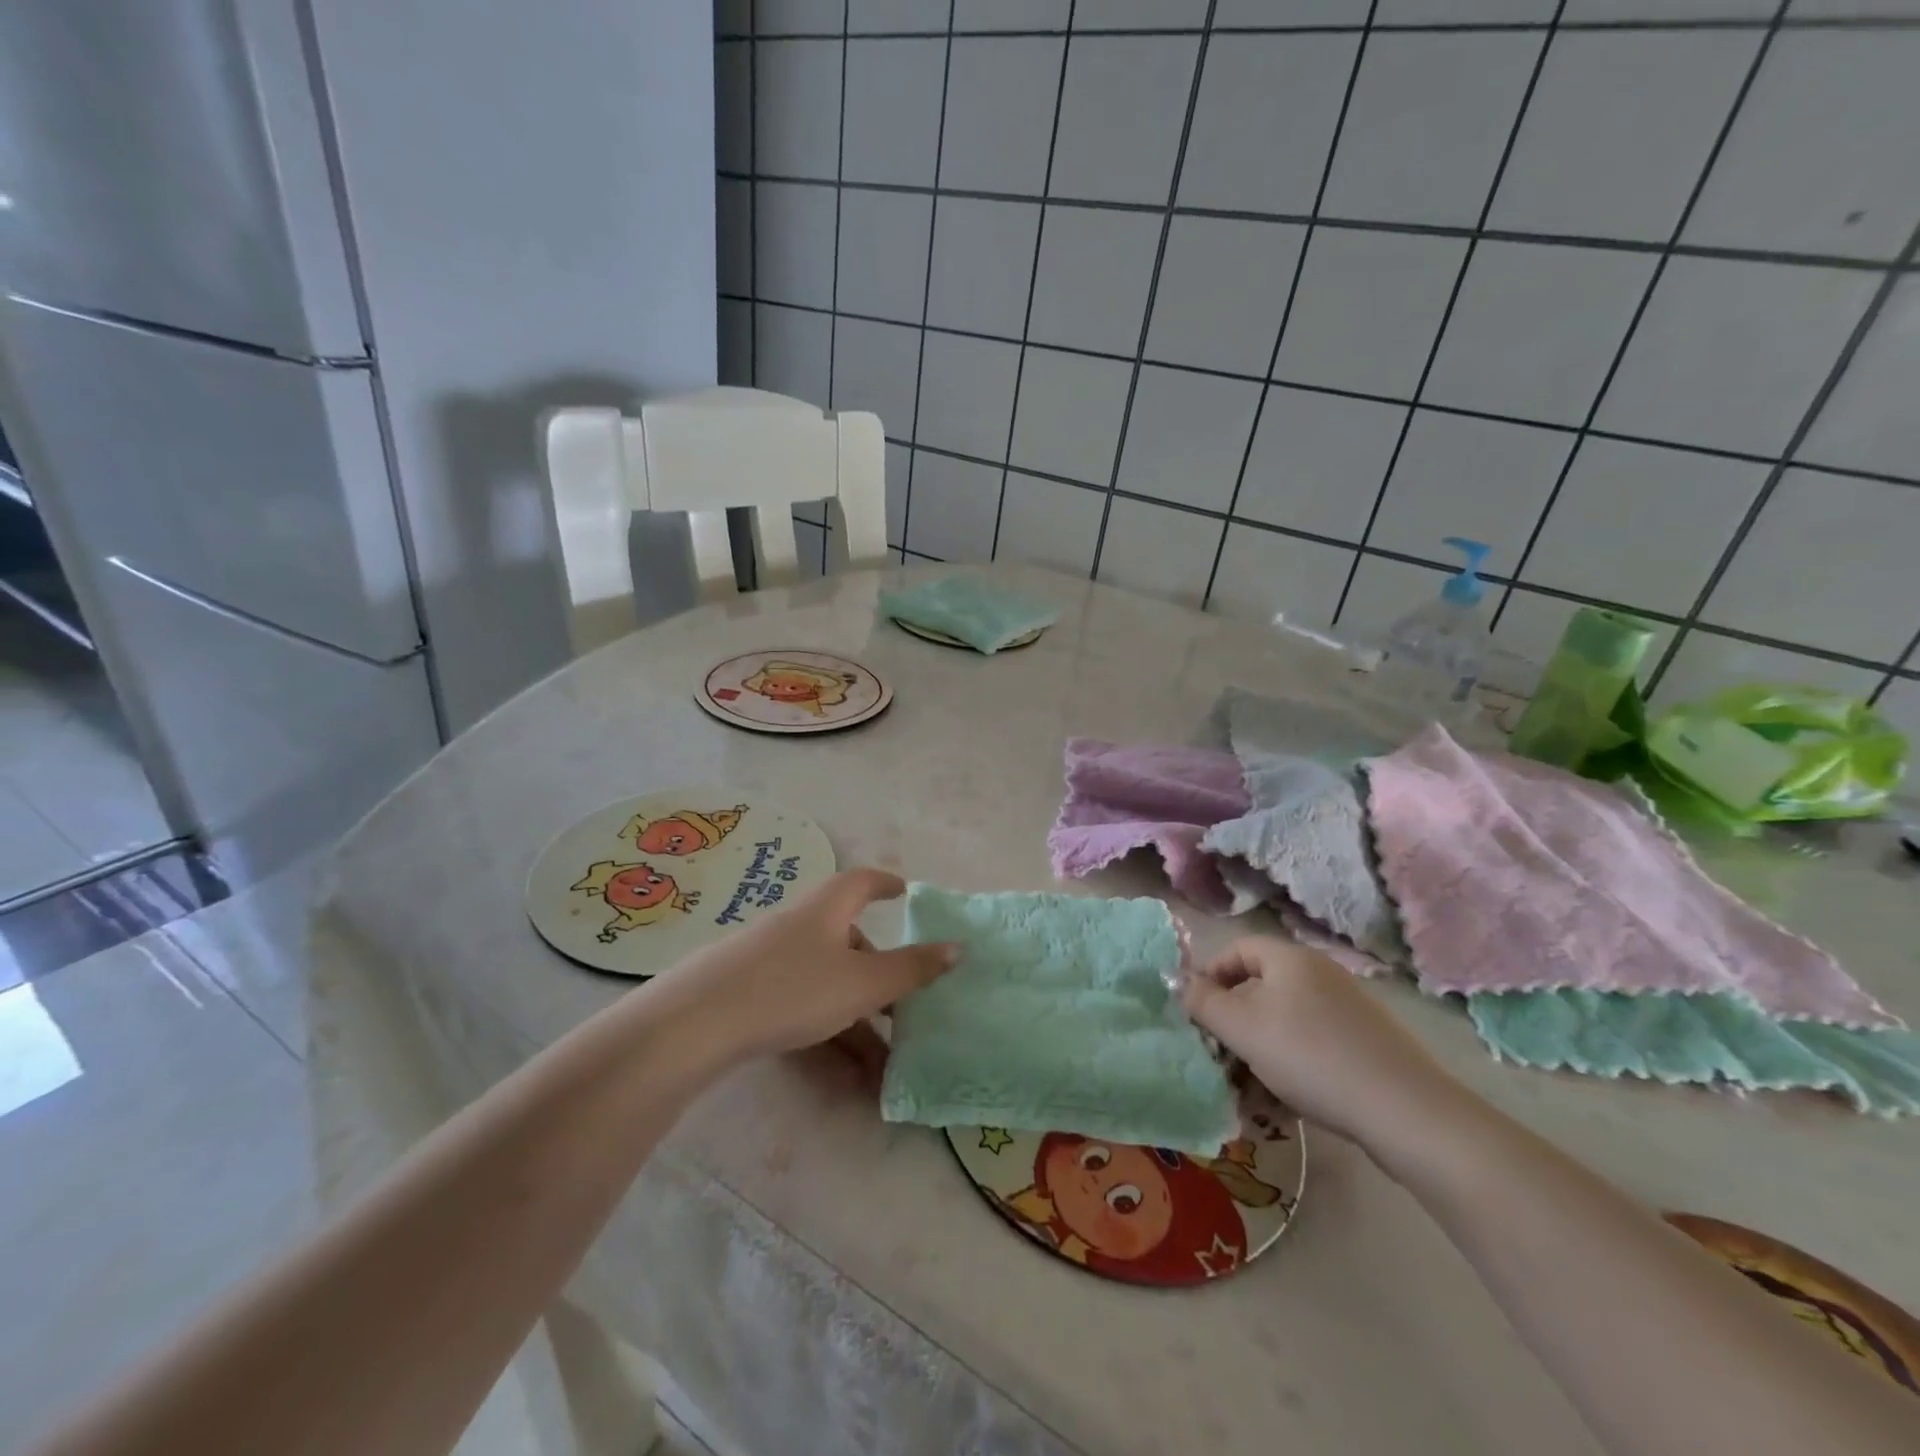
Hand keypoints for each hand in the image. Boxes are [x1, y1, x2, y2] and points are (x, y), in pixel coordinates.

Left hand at [651, 868, 958, 1064]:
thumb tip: (957, 948)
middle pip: (847, 937)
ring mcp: (770, 958)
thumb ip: (911, 969)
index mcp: (828, 909)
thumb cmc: (793, 988)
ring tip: (882, 1062)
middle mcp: (800, 925)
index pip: (863, 882)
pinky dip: (827, 1030)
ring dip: (856, 1015)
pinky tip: (841, 1072)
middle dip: (877, 969)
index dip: (886, 883)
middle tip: (903, 1001)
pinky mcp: (748, 991)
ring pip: (826, 980)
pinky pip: (801, 1004)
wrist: (698, 1022)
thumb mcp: (862, 983)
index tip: (904, 890)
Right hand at [1180, 936, 1464, 1148]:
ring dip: (1258, 1053)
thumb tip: (1179, 982)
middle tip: (1218, 1059)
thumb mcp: (1242, 1028)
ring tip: (1246, 1093)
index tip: (1195, 1013)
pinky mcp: (1366, 1045)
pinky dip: (1290, 1067)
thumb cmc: (1310, 1056)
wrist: (1406, 1112)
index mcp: (1290, 959)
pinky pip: (1312, 1046)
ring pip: (1284, 1023)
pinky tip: (1282, 1105)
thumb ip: (1202, 1002)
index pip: (1236, 949)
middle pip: (1259, 989)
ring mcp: (1347, 1010)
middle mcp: (1320, 974)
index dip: (1209, 976)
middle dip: (1232, 1024)